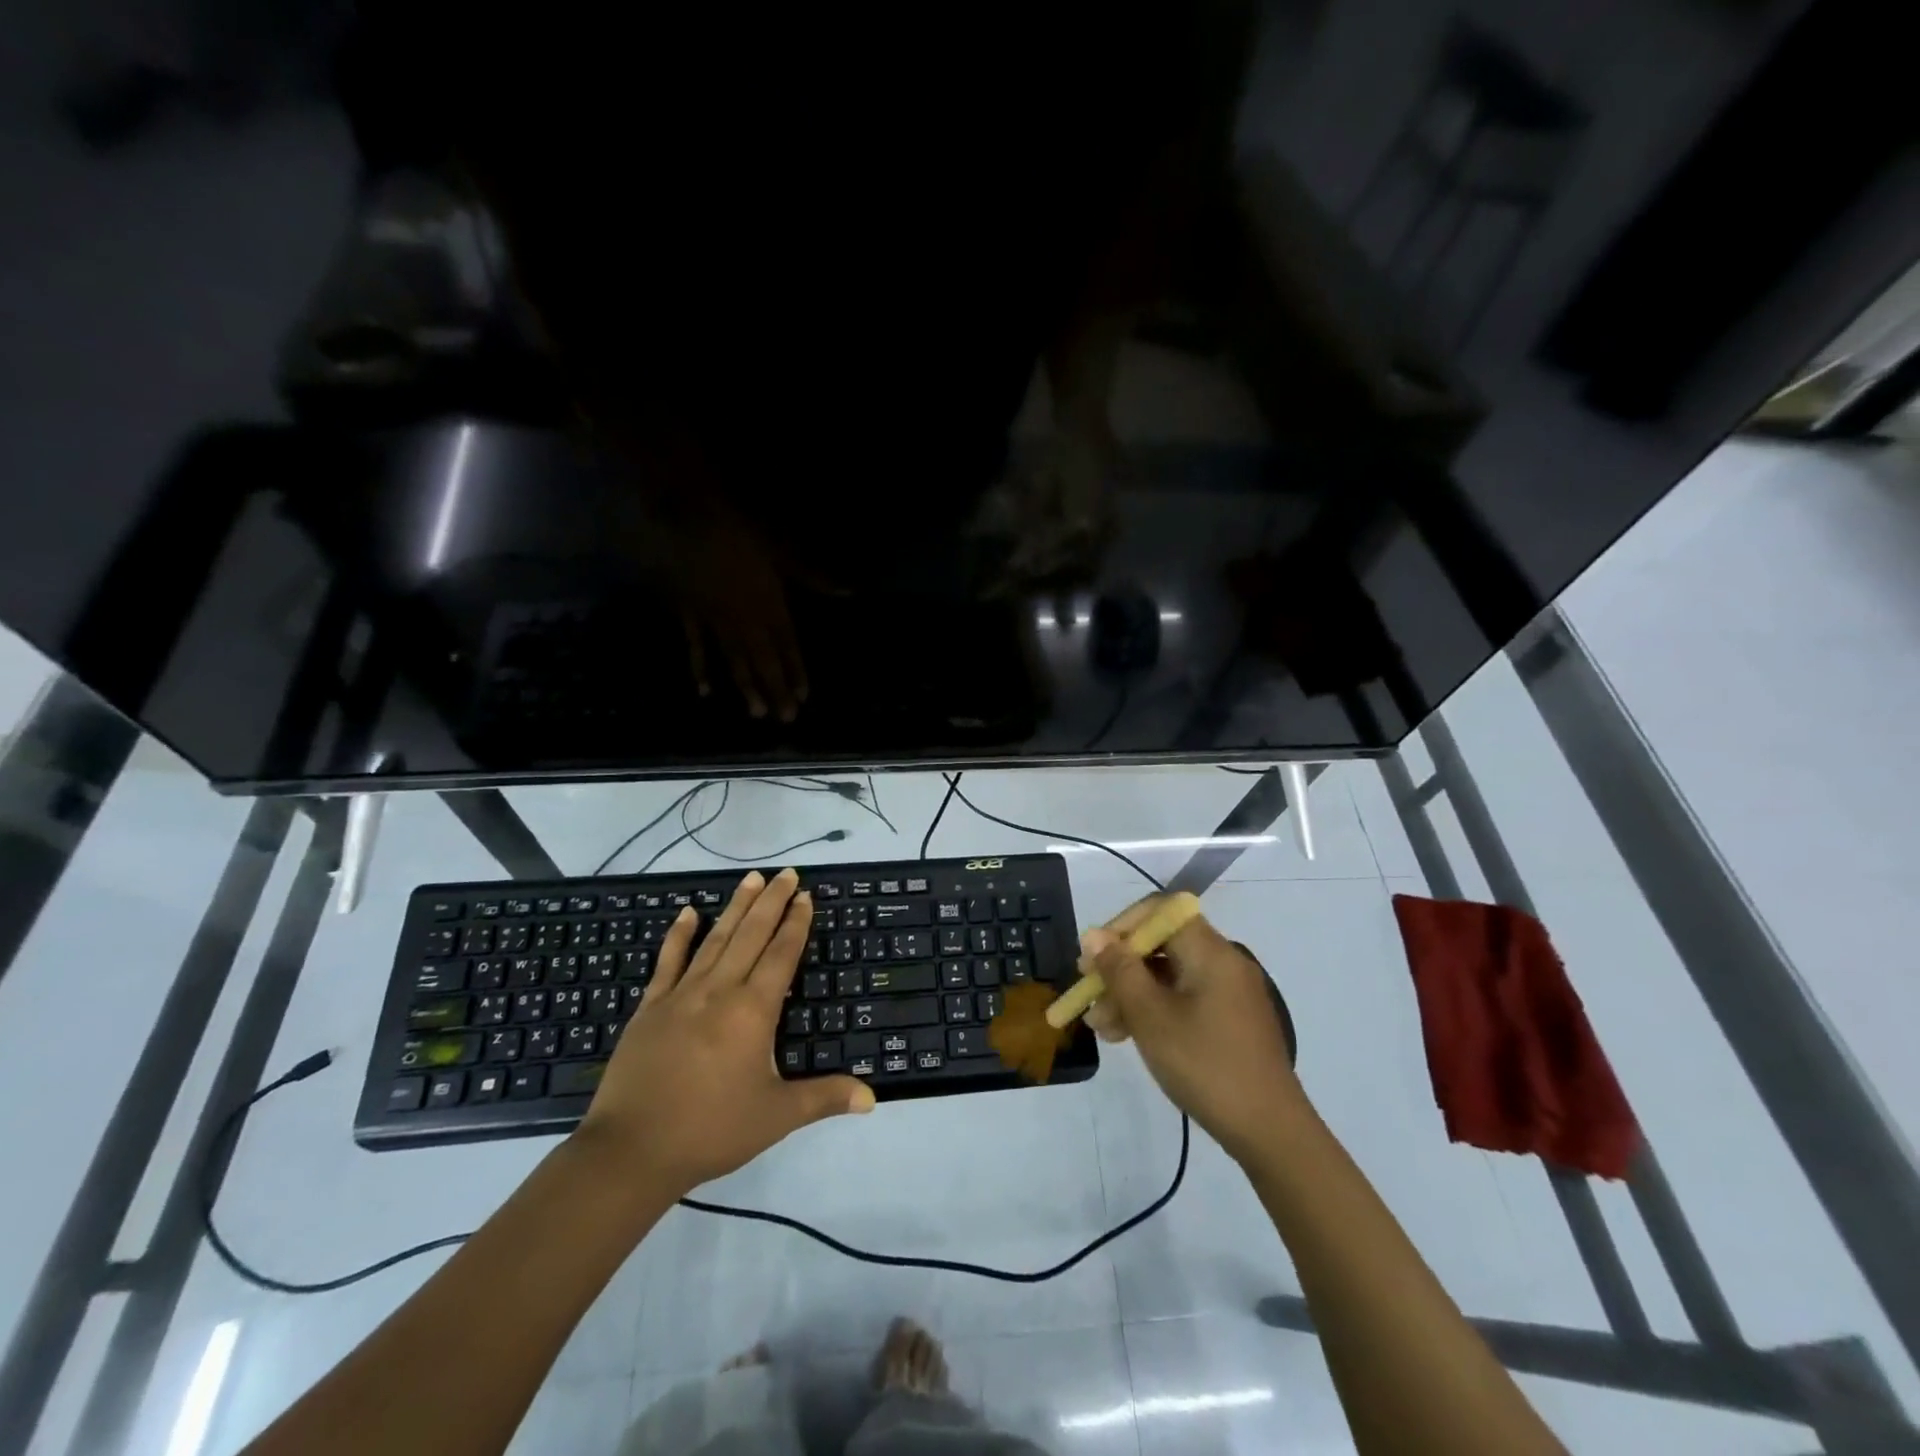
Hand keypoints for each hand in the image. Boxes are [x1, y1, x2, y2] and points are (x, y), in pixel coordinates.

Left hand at [576, 869, 873, 1196]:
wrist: (631, 1151)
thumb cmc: (711, 1130)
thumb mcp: (776, 1117)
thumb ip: (824, 1098)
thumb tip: (872, 1099)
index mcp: (752, 1011)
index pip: (781, 954)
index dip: (796, 923)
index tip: (806, 896)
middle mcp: (719, 990)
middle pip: (751, 935)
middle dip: (772, 901)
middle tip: (786, 873)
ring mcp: (681, 995)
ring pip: (715, 939)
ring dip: (736, 907)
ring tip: (751, 878)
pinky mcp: (650, 1007)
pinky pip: (668, 961)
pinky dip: (679, 935)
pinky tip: (689, 912)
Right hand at [671, 512, 809, 721]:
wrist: (686, 518)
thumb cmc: (740, 531)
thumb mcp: (783, 552)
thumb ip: (815, 577)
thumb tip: (850, 592)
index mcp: (771, 606)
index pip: (788, 646)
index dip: (796, 672)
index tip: (803, 697)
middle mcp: (747, 621)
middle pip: (764, 662)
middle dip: (775, 690)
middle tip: (784, 719)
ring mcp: (717, 622)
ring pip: (735, 661)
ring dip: (747, 688)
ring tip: (756, 714)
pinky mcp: (689, 616)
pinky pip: (696, 647)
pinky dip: (700, 668)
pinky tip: (705, 691)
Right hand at [1081, 898, 1303, 1161]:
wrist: (1270, 1132)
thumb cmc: (1205, 1065)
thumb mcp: (1151, 1017)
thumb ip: (1120, 971)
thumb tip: (1094, 935)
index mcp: (1210, 951)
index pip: (1159, 911)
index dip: (1121, 927)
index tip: (1093, 958)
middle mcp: (1222, 962)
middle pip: (1161, 944)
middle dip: (1119, 967)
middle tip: (1089, 995)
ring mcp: (1228, 993)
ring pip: (1168, 976)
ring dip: (1130, 993)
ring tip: (1100, 1027)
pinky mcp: (1229, 1021)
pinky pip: (1183, 999)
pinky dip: (1153, 1010)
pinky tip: (1126, 1036)